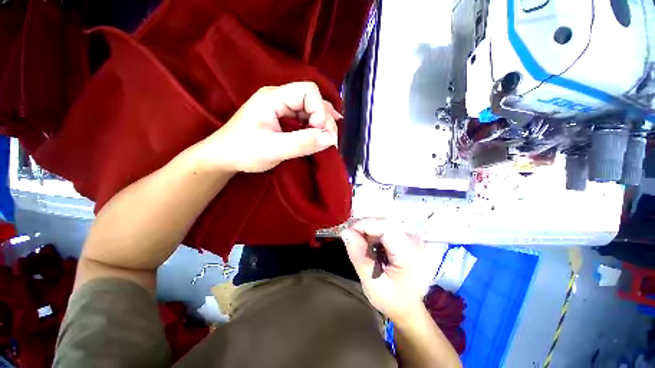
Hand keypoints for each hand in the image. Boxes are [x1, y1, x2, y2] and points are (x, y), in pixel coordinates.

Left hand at [197, 82, 340, 172]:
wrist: (224, 156)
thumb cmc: (244, 152)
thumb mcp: (273, 149)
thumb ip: (302, 143)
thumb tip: (330, 139)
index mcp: (273, 98)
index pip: (308, 91)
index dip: (320, 110)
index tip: (320, 134)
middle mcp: (279, 98)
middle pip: (312, 99)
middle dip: (325, 119)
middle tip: (330, 141)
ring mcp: (281, 108)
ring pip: (311, 109)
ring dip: (323, 123)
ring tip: (329, 138)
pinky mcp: (283, 119)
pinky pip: (305, 118)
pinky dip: (316, 127)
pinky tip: (322, 134)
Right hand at [341, 219, 433, 322]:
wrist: (410, 308)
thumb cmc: (392, 300)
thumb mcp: (372, 283)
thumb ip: (359, 256)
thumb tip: (346, 232)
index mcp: (409, 254)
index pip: (385, 226)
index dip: (365, 225)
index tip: (348, 233)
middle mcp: (413, 241)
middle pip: (384, 222)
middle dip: (364, 227)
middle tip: (350, 238)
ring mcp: (411, 238)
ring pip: (384, 223)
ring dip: (368, 230)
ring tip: (359, 243)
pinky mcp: (407, 238)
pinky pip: (386, 228)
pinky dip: (374, 233)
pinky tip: (369, 245)